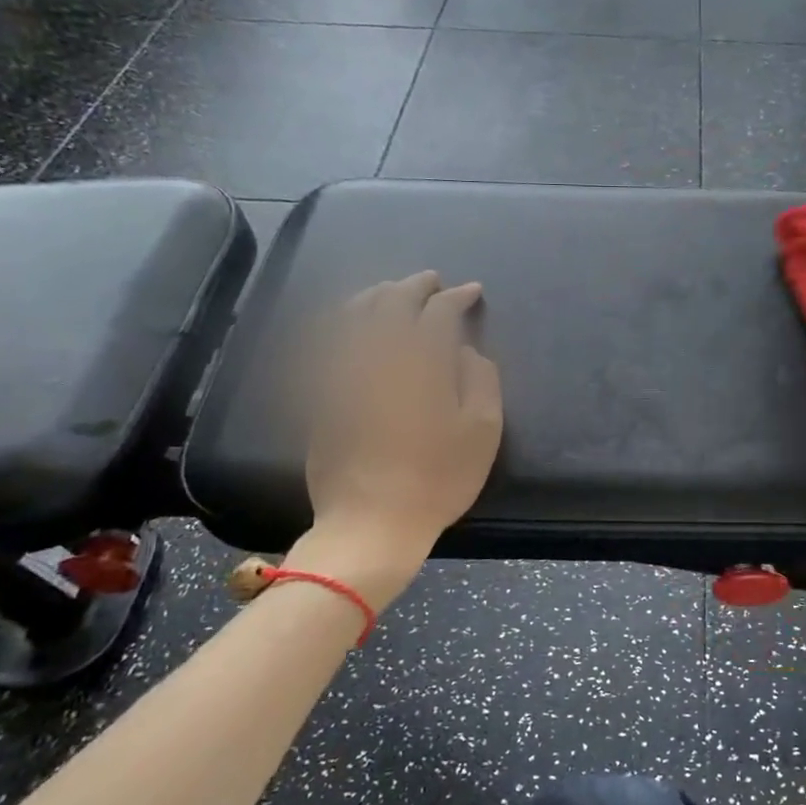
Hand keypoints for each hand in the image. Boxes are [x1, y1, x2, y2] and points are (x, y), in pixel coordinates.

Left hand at [301, 272, 502, 553]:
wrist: (370, 523)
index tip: (471, 292)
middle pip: (392, 303)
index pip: (438, 312)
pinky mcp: (322, 394)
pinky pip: (329, 342)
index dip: (457, 297)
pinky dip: (345, 321)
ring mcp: (343, 373)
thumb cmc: (438, 480)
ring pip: (354, 315)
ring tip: (393, 292)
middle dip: (415, 286)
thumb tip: (463, 352)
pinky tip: (354, 323)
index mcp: (421, 363)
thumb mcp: (483, 433)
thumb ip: (480, 380)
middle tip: (433, 281)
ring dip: (377, 295)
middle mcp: (378, 357)